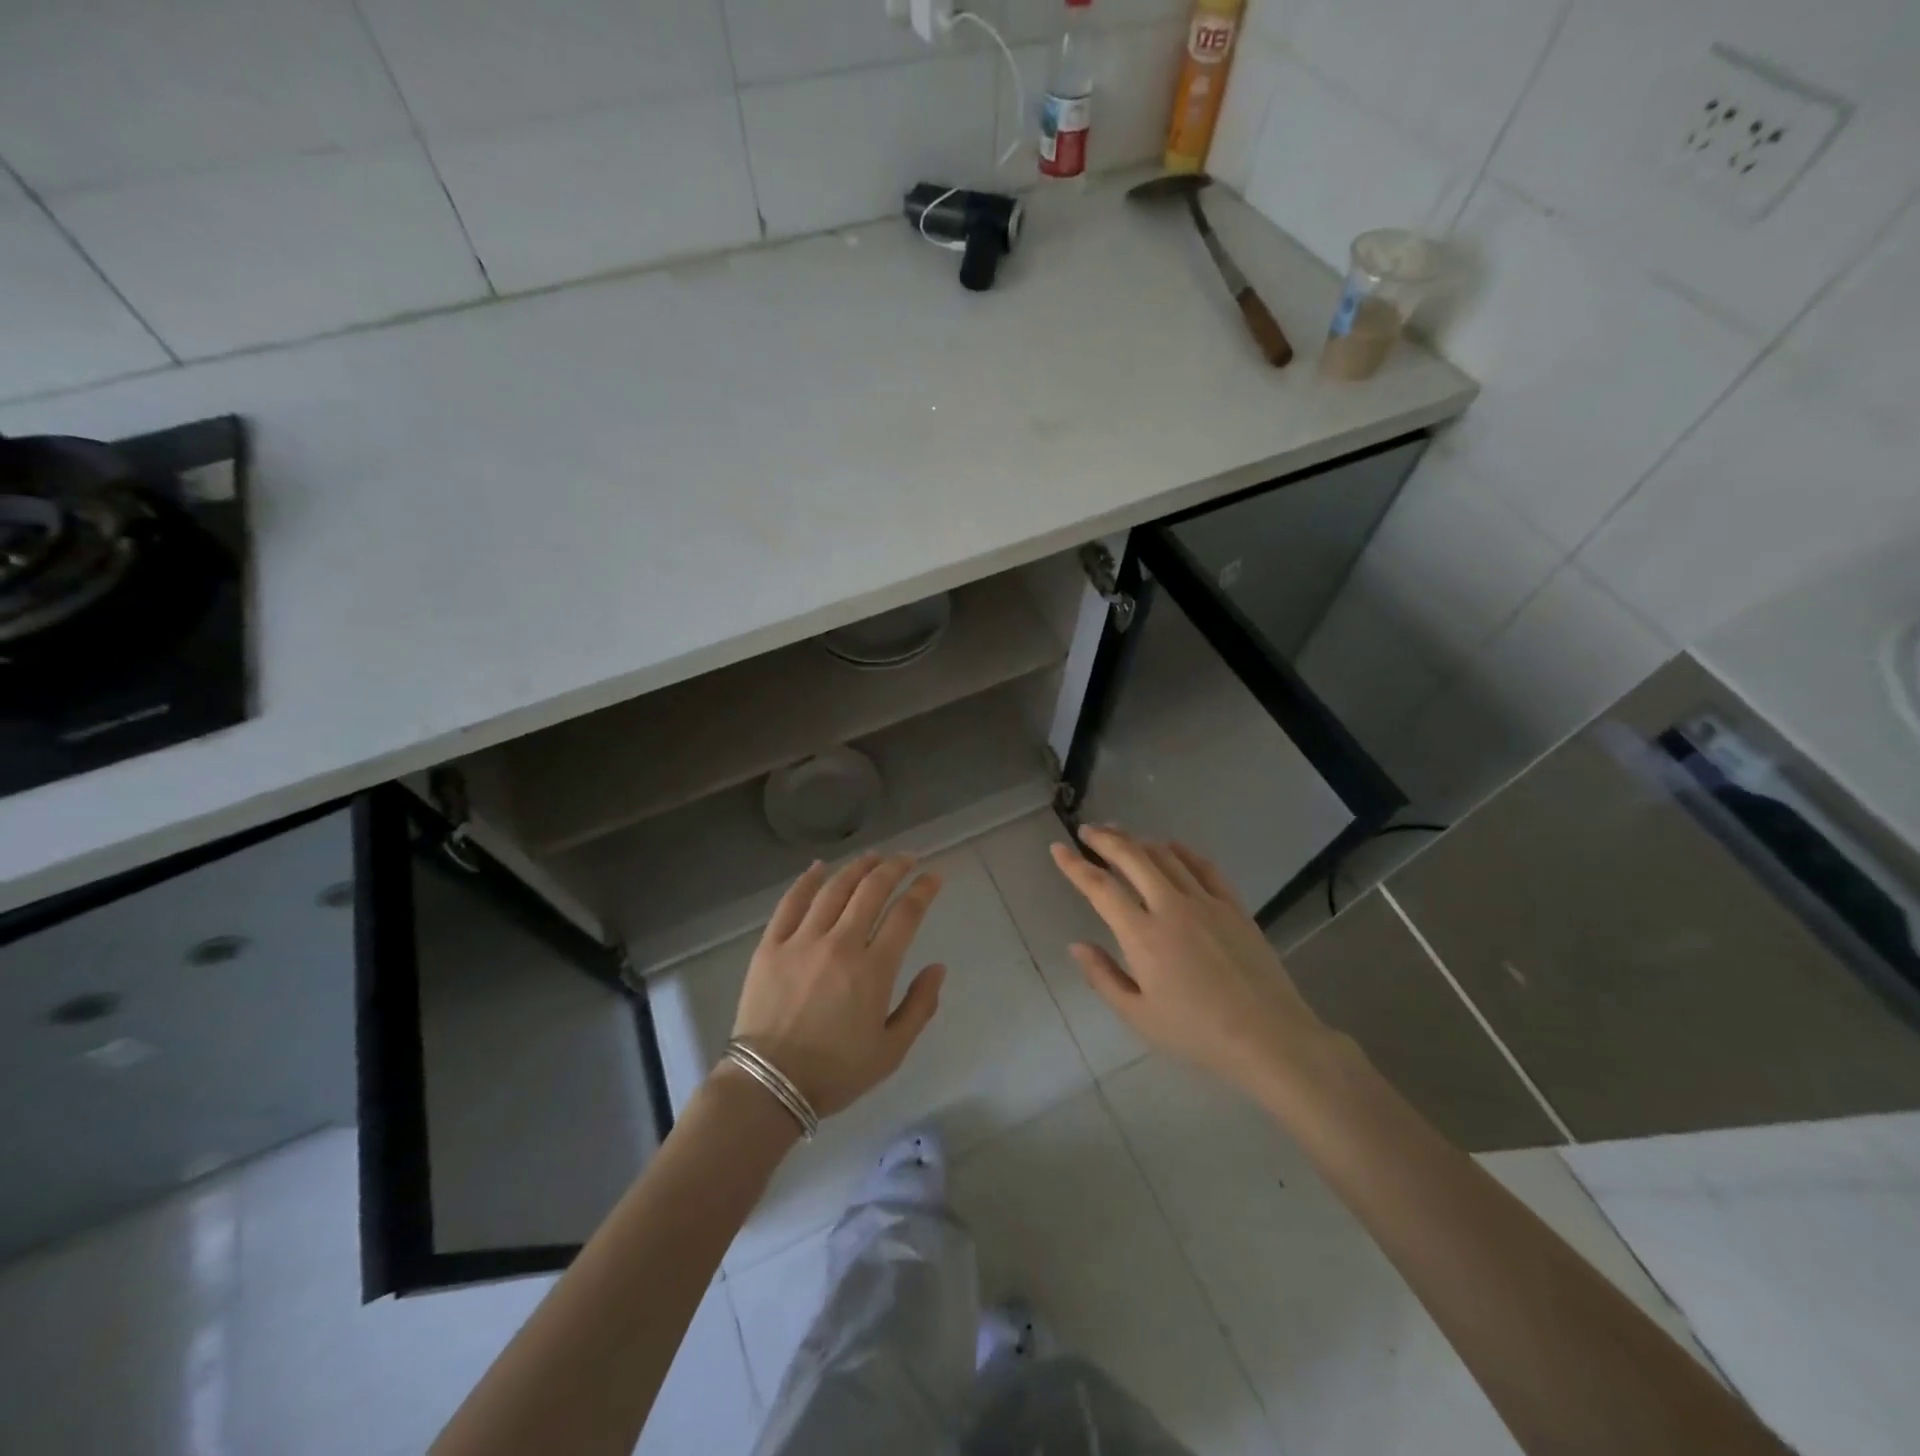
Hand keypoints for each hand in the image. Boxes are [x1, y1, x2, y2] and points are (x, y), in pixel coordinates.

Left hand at [727, 853, 945, 1117]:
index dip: (923, 890)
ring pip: (834, 888)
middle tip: (908, 858)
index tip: (934, 876)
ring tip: (873, 856)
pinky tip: (819, 866)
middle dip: (895, 867)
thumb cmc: (835, 1073)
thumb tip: (938, 968)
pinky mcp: (771, 945)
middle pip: (872, 890)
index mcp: (873, 969)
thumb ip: (920, 1007)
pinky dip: (807, 879)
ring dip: (857, 867)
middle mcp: (840, 944)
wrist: (769, 1086)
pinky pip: (791, 902)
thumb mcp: (891, 1051)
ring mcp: (802, 941)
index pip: (906, 914)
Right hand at [1050, 826, 1328, 1097]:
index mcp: (1143, 936)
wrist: (1269, 1039)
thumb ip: (1103, 977)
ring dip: (1139, 841)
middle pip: (1133, 858)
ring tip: (1122, 835)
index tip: (1058, 848)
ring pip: (1166, 856)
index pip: (1100, 888)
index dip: (1075, 865)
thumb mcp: (1139, 1016)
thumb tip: (1077, 946)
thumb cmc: (1197, 1034)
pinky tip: (1171, 847)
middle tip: (1088, 830)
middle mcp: (1171, 907)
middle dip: (1106, 839)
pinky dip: (1182, 851)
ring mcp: (1206, 903)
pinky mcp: (1234, 906)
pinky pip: (1204, 866)